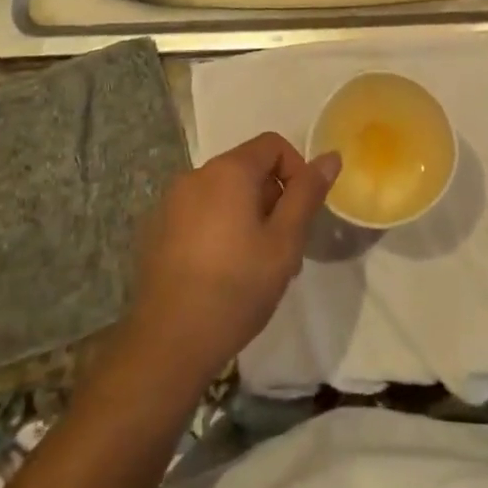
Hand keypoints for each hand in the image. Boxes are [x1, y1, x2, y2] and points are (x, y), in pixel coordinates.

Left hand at [124, 133, 340, 387]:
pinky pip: (200, 212)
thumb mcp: (284, 242)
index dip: (296, 171)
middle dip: (273, 198)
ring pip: (224, 193)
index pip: (273, 145)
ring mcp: (171, 203)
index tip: (302, 213)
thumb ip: (307, 194)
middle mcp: (195, 175)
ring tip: (258, 265)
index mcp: (228, 170)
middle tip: (285, 247)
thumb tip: (330, 157)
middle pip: (247, 168)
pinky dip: (220, 227)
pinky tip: (224, 271)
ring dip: (248, 215)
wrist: (168, 343)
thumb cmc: (236, 287)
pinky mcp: (156, 230)